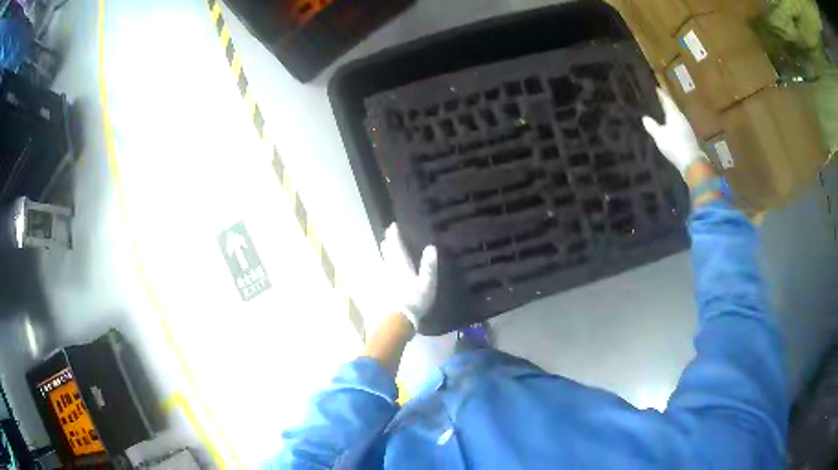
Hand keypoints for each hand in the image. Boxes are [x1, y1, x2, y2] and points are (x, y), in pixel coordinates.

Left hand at [379, 223, 437, 330]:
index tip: (392, 226)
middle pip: (387, 253)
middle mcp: (390, 269)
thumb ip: (428, 266)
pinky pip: (381, 274)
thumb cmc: (414, 301)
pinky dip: (382, 268)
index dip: (394, 236)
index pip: (397, 246)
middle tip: (386, 235)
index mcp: (402, 265)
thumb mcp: (427, 283)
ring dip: (384, 254)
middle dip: (388, 243)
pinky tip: (381, 271)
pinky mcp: (380, 290)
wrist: (397, 320)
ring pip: (383, 262)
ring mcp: (384, 280)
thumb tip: (431, 247)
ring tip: (384, 248)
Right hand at [642, 88, 707, 175]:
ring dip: (670, 114)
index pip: (667, 100)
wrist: (691, 162)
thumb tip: (645, 118)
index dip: (661, 94)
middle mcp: (681, 117)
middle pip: (673, 108)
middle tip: (658, 100)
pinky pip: (679, 125)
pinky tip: (670, 127)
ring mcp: (686, 127)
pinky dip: (673, 123)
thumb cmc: (674, 145)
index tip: (656, 88)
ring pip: (676, 117)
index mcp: (674, 113)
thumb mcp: (659, 136)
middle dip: (665, 104)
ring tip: (662, 113)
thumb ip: (652, 126)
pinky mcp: (689, 137)